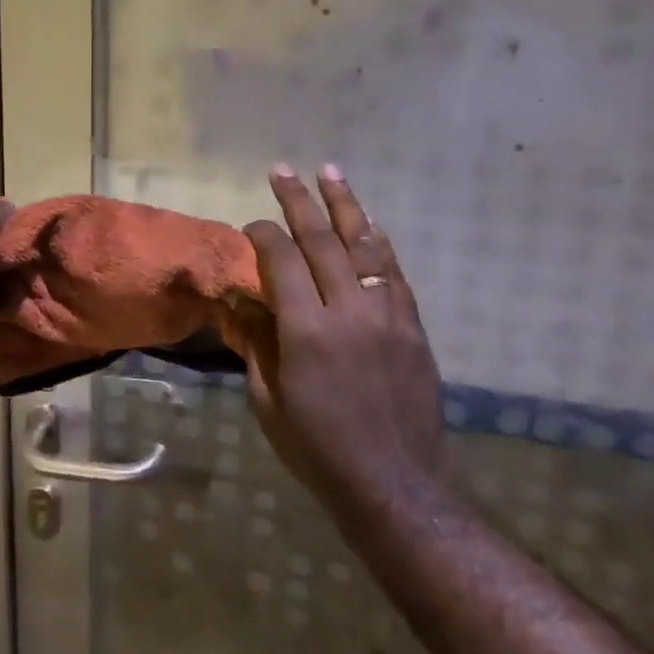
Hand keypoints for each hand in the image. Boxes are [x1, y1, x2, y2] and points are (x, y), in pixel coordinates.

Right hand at [236, 165, 447, 518]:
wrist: (393, 484)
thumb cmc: (317, 448)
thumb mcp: (268, 401)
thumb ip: (255, 342)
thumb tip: (240, 300)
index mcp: (307, 331)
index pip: (281, 260)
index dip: (262, 234)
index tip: (250, 225)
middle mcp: (350, 311)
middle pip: (322, 241)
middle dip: (299, 201)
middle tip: (283, 169)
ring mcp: (388, 316)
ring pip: (366, 246)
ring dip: (346, 206)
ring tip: (331, 172)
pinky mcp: (413, 328)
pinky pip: (394, 273)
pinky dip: (380, 243)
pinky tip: (371, 224)